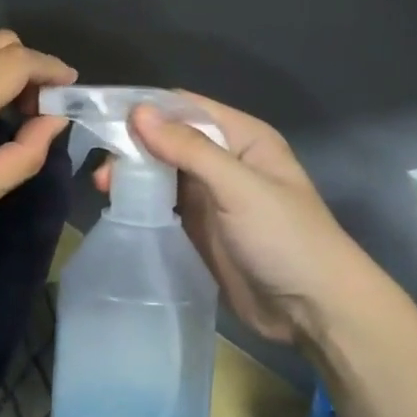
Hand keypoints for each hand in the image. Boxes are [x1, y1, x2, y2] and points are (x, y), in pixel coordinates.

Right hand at [98, 93, 381, 344]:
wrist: (313, 310)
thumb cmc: (284, 238)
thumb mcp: (238, 187)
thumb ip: (188, 148)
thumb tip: (137, 112)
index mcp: (242, 137)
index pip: (185, 107)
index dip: (146, 109)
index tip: (103, 118)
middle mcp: (224, 159)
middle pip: (168, 138)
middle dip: (133, 145)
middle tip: (103, 168)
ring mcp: (210, 194)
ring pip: (161, 170)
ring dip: (133, 173)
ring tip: (104, 187)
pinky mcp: (199, 226)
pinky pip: (162, 202)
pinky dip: (140, 199)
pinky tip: (118, 204)